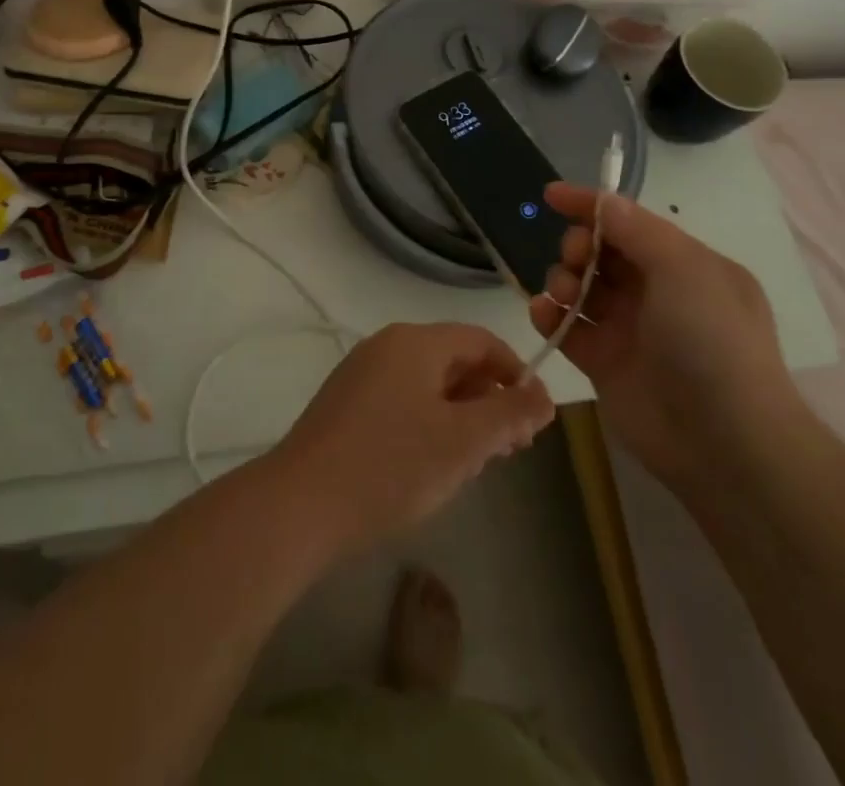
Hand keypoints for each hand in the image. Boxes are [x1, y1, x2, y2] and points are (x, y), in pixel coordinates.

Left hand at [269, 323, 555, 560]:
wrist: (302, 503)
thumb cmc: (392, 465)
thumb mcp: (463, 442)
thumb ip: (509, 414)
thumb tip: (543, 395)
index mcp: (415, 342)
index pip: (480, 340)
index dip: (515, 373)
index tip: (535, 419)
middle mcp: (386, 345)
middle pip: (454, 360)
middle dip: (489, 399)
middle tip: (511, 448)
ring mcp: (361, 373)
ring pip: (428, 383)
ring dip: (461, 415)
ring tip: (477, 461)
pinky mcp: (345, 404)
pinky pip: (402, 400)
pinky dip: (429, 422)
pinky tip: (432, 463)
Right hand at [529, 182, 802, 480]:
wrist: (725, 442)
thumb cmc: (711, 340)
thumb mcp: (684, 269)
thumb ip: (637, 230)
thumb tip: (603, 201)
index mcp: (686, 266)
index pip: (631, 223)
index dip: (591, 206)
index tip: (551, 195)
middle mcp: (658, 294)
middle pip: (602, 254)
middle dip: (580, 246)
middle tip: (576, 257)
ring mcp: (629, 330)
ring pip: (581, 288)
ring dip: (563, 279)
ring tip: (562, 293)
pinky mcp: (604, 364)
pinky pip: (567, 328)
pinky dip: (550, 316)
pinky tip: (542, 313)